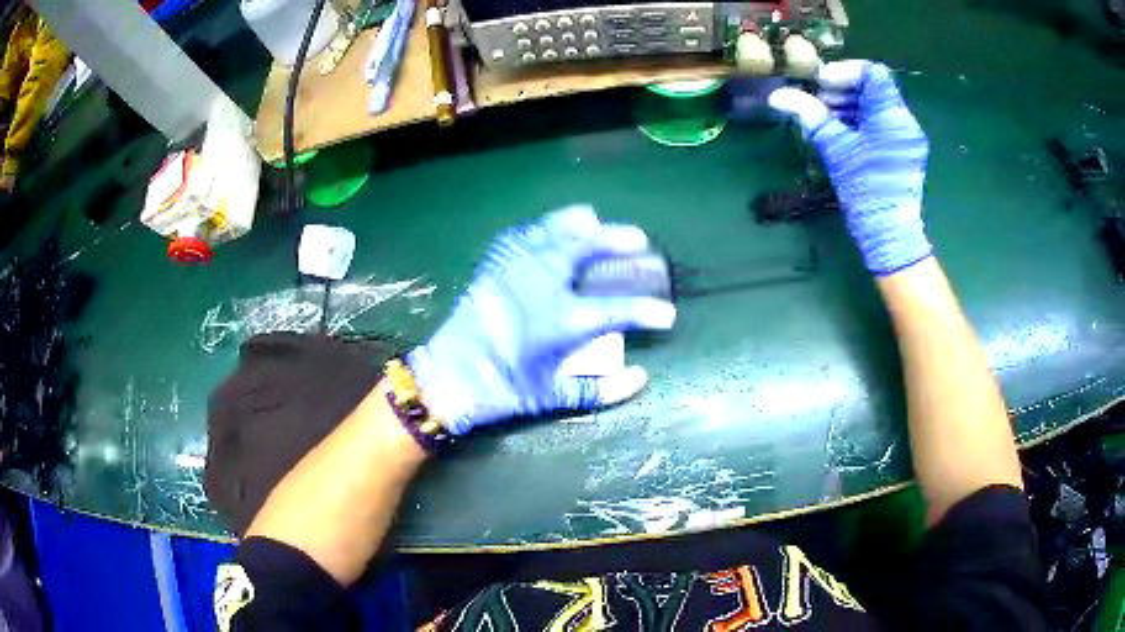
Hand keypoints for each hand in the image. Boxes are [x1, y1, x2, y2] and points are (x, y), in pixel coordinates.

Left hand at [407, 206, 676, 435]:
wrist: (448, 377)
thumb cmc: (502, 391)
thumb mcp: (552, 398)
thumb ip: (599, 391)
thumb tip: (640, 378)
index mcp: (560, 321)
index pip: (617, 309)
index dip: (648, 310)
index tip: (668, 314)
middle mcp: (541, 285)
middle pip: (587, 249)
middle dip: (619, 240)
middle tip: (641, 241)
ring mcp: (515, 270)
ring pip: (554, 232)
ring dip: (580, 224)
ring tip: (596, 220)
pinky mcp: (493, 266)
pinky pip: (521, 236)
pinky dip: (541, 228)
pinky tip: (550, 229)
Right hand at [769, 60, 931, 275]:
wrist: (889, 234)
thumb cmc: (866, 190)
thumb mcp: (835, 149)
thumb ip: (810, 116)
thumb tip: (778, 96)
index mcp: (892, 115)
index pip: (872, 72)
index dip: (843, 72)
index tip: (820, 85)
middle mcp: (904, 121)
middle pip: (872, 88)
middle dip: (842, 90)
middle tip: (817, 104)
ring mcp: (906, 137)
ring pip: (875, 106)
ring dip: (848, 106)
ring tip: (824, 120)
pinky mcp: (902, 152)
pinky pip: (879, 124)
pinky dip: (858, 122)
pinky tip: (840, 134)